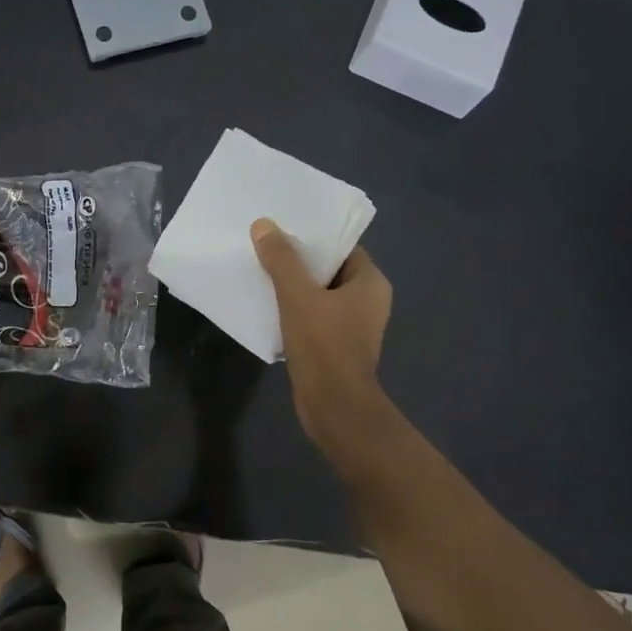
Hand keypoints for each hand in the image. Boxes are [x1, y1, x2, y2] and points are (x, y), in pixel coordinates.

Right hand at [251, 218, 392, 443]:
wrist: (333, 405)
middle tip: (266, 245)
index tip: (285, 227)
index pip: (342, 247)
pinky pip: (314, 317)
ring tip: (261, 271)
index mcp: (370, 283)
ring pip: (319, 295)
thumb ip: (282, 259)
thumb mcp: (298, 296)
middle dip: (298, 260)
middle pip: (328, 269)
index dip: (314, 236)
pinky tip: (268, 305)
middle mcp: (367, 301)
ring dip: (294, 286)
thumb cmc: (324, 344)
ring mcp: (353, 326)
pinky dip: (294, 310)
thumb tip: (264, 225)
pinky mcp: (337, 346)